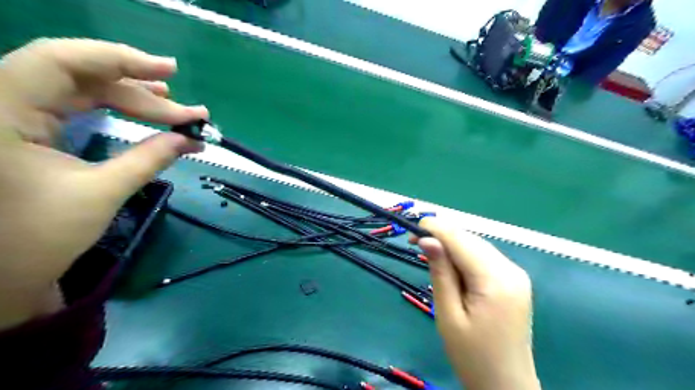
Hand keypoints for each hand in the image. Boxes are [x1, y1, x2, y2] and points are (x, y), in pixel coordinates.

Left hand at [0, 37, 207, 328]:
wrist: (0, 272)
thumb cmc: (39, 237)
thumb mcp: (102, 192)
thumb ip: (150, 158)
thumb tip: (192, 139)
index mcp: (1, 113)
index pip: (61, 61)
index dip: (120, 59)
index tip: (171, 70)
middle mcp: (2, 102)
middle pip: (82, 77)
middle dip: (142, 92)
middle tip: (190, 111)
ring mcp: (15, 113)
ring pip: (83, 90)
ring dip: (134, 98)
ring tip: (176, 109)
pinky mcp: (30, 128)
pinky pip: (79, 105)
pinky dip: (117, 108)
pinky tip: (148, 112)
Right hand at [414, 218, 539, 389]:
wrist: (505, 385)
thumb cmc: (471, 356)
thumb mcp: (448, 314)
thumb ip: (440, 273)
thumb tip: (427, 239)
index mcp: (496, 280)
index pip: (461, 239)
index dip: (435, 229)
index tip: (411, 231)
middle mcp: (511, 270)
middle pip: (471, 239)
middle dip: (442, 236)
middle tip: (415, 244)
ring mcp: (515, 274)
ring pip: (477, 245)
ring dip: (452, 245)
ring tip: (430, 255)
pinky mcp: (513, 280)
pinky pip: (484, 257)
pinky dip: (464, 255)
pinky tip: (450, 265)